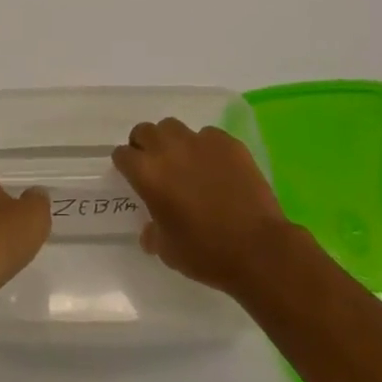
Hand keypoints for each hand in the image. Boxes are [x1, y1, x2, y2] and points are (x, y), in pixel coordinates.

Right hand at [112, 118, 292, 296]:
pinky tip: (216, 168)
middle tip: (155, 165)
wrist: (259, 249)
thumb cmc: (206, 253)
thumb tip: (150, 230)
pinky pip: (208, 136)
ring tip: (184, 161)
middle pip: (145, 131)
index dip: (125, 165)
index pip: (122, 155)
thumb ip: (152, 233)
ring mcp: (200, 141)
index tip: (132, 176)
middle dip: (144, 145)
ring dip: (172, 141)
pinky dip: (205, 148)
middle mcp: (169, 149)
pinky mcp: (228, 142)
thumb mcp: (168, 251)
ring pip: (174, 127)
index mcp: (147, 174)